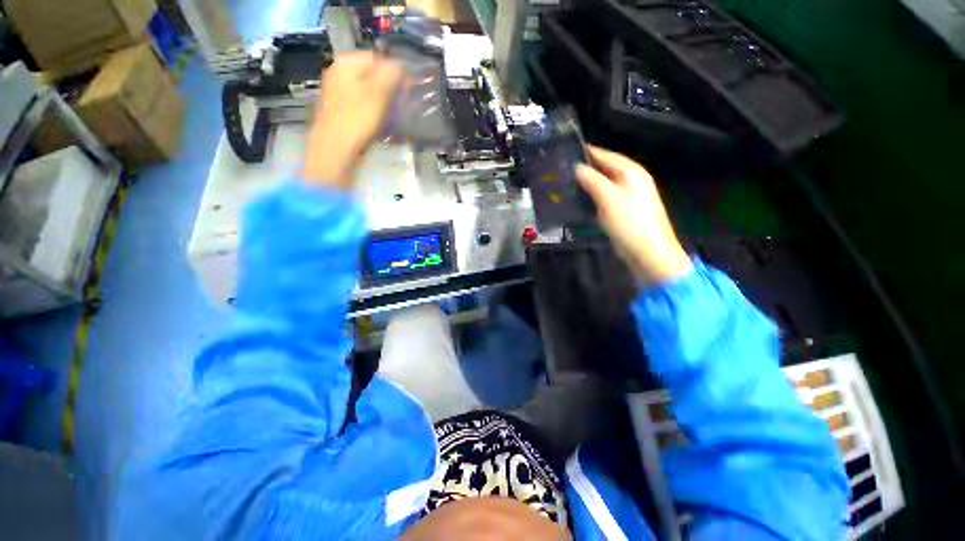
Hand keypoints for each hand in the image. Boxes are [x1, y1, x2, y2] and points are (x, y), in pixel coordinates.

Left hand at [303, 52, 404, 188]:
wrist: (335, 152)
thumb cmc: (357, 120)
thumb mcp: (379, 93)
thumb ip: (393, 74)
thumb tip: (403, 66)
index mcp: (346, 65)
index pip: (378, 59)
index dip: (397, 71)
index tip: (410, 89)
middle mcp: (340, 76)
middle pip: (373, 77)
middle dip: (392, 90)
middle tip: (405, 105)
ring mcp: (340, 97)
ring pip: (371, 94)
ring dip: (386, 104)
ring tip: (398, 117)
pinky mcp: (344, 116)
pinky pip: (365, 109)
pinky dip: (377, 115)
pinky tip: (385, 126)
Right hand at [575, 145, 692, 284]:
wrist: (647, 251)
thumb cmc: (629, 221)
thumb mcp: (608, 198)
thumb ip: (592, 180)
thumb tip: (577, 167)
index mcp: (631, 172)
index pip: (606, 155)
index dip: (588, 152)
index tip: (568, 151)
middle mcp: (632, 180)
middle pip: (606, 169)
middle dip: (587, 168)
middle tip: (564, 169)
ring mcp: (629, 196)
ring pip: (605, 184)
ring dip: (589, 183)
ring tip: (568, 183)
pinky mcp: (624, 211)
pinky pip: (606, 198)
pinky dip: (593, 197)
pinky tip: (581, 200)